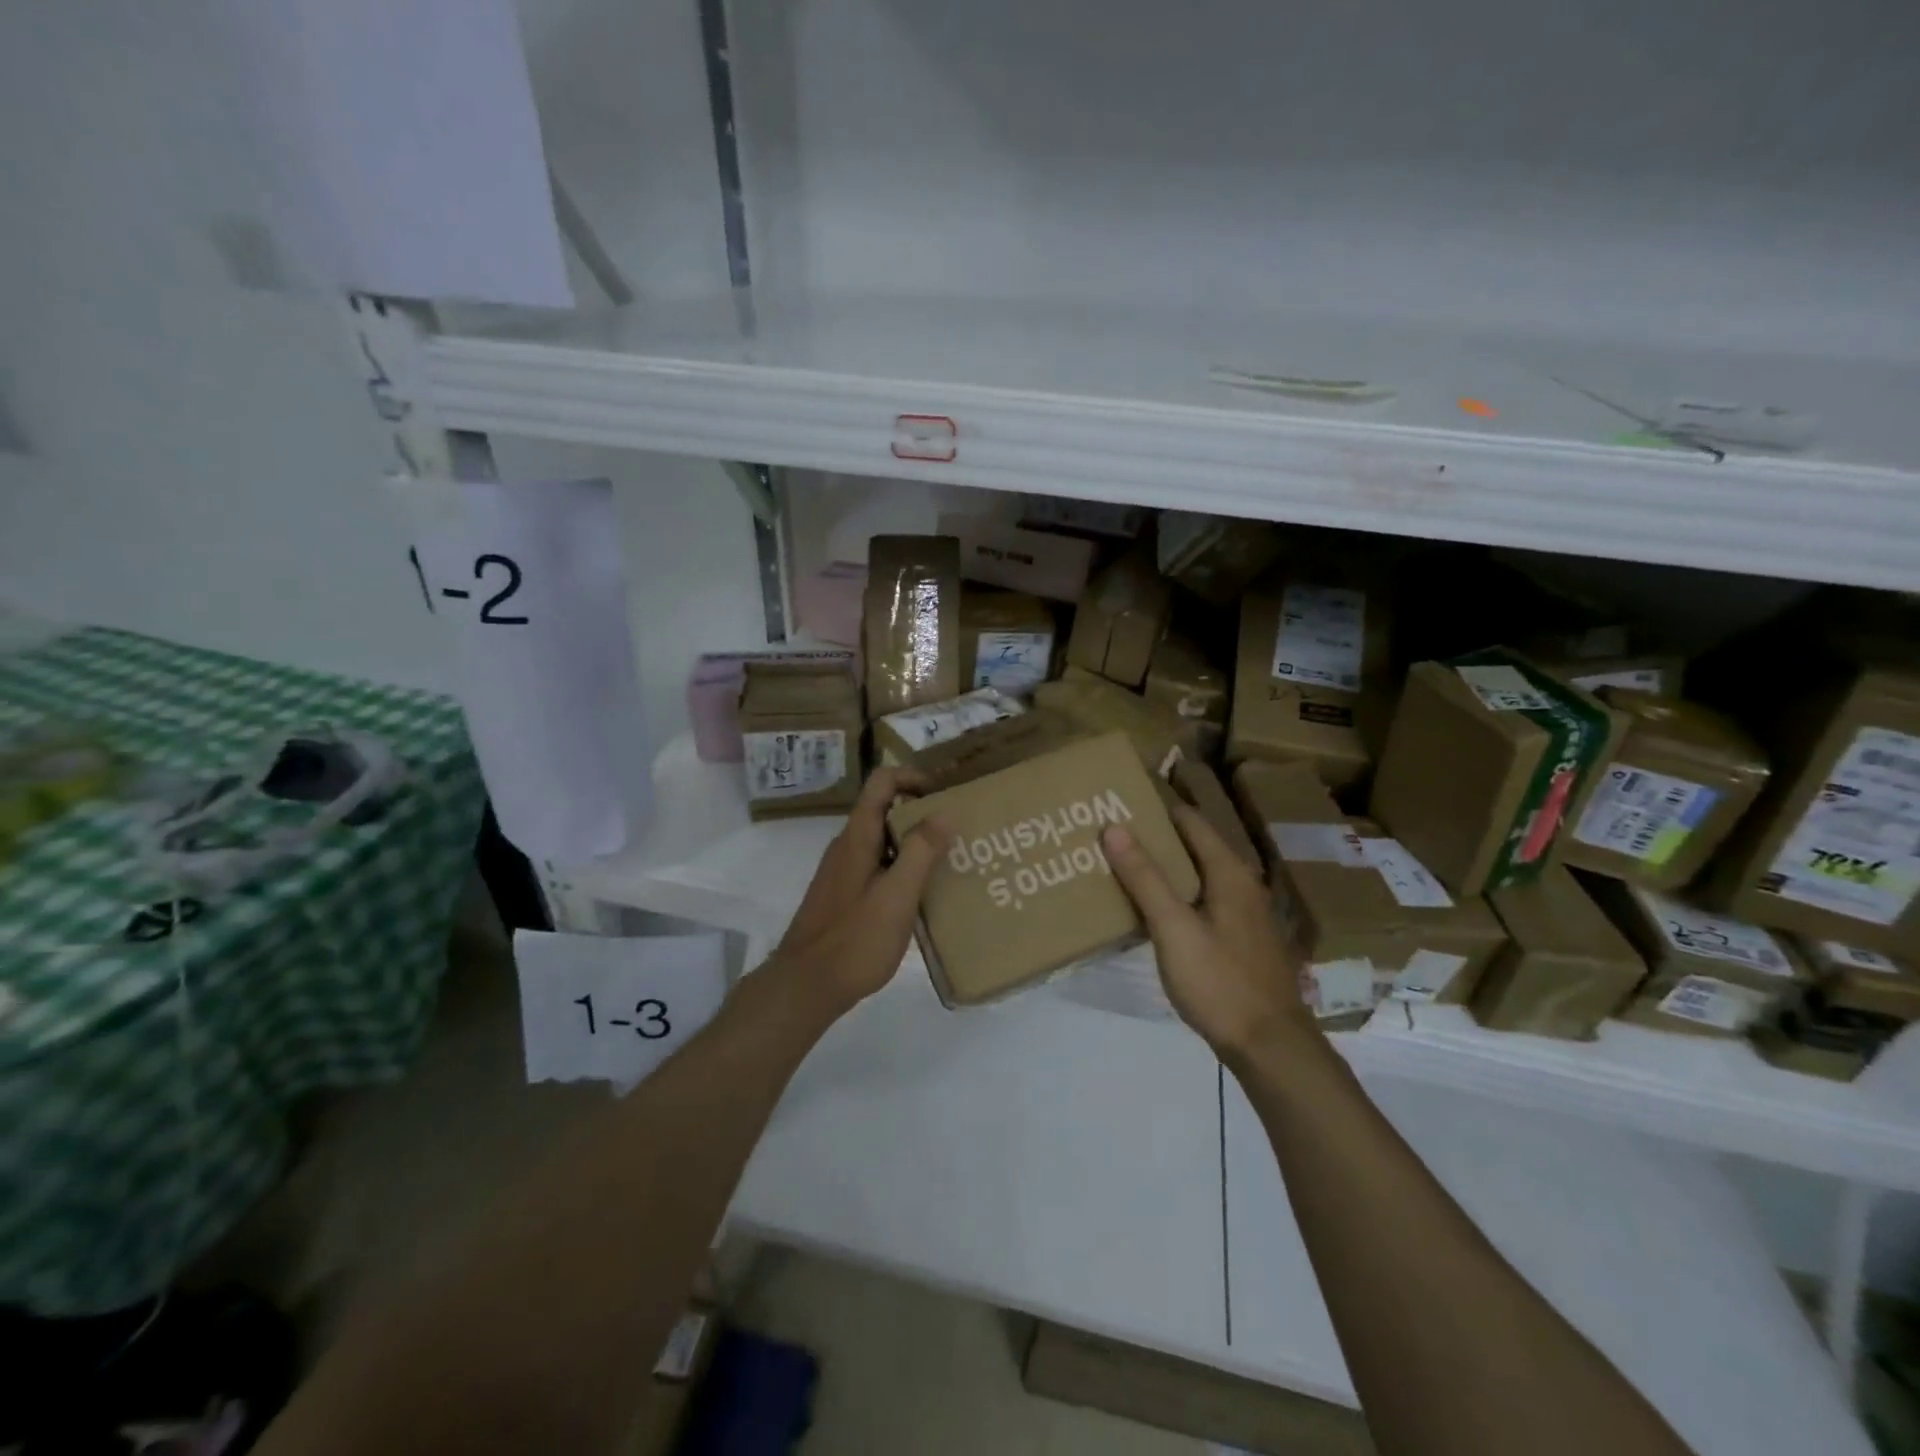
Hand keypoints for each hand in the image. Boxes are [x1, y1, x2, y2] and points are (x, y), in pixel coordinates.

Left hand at [768, 767, 952, 1012]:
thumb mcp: (897, 895)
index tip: (948, 793)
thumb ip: (921, 851)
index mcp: (858, 836)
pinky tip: (925, 894)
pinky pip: (879, 866)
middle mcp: (848, 845)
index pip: (883, 780)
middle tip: (961, 829)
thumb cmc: (854, 939)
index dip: (915, 777)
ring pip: (884, 840)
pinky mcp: (845, 895)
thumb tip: (946, 810)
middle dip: (923, 812)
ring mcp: (844, 871)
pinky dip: (904, 868)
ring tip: (953, 860)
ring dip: (916, 843)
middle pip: (886, 808)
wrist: (805, 986)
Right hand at [1102, 806, 1315, 1060]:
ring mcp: (1243, 915)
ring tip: (1121, 868)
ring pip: (1196, 878)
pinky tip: (1150, 912)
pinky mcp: (1238, 941)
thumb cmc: (1220, 981)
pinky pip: (1201, 903)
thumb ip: (1145, 877)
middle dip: (1155, 840)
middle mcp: (1241, 885)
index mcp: (1229, 873)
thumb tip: (1114, 827)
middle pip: (1193, 848)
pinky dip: (1175, 897)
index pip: (1190, 822)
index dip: (1157, 810)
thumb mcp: (1174, 928)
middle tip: (1110, 837)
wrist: (1269, 1046)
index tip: (1119, 805)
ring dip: (1163, 871)